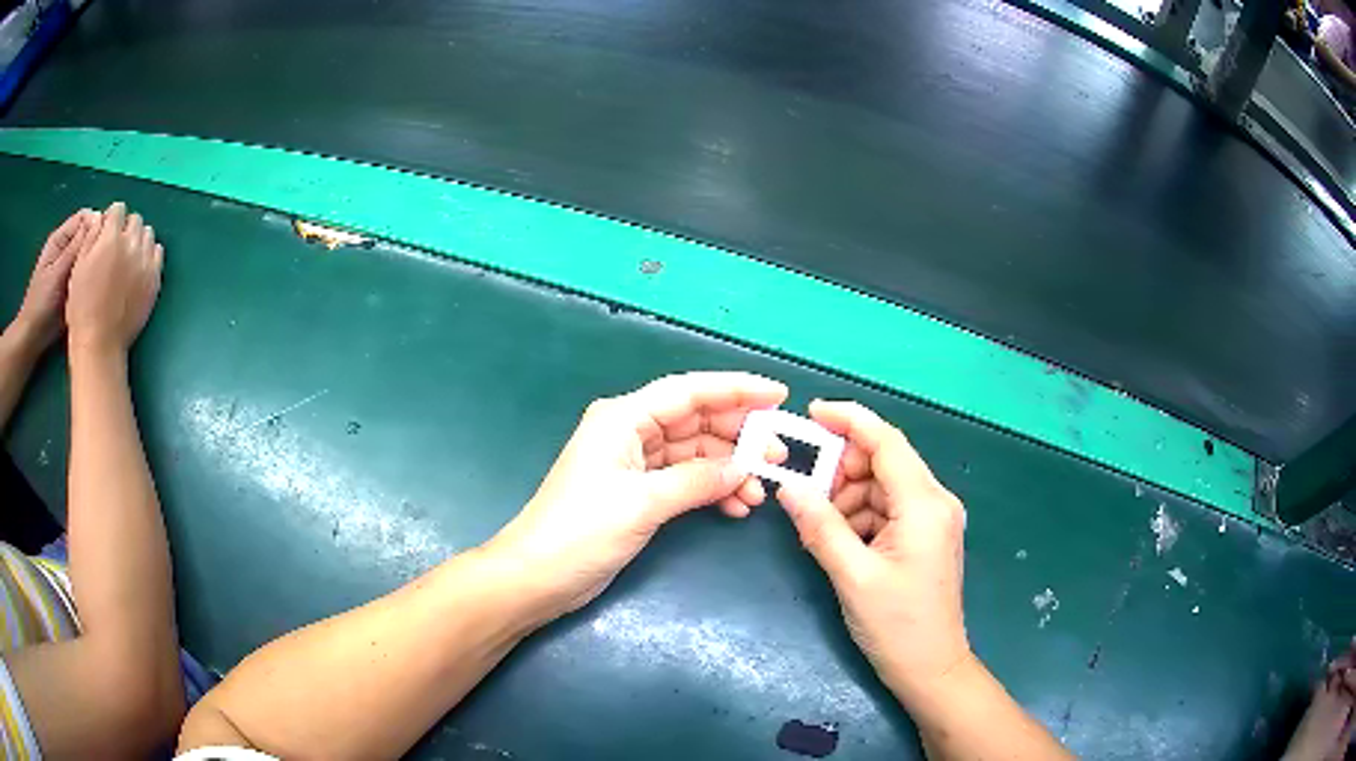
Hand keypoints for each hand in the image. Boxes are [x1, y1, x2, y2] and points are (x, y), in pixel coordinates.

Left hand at [9, 209, 99, 353]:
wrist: (32, 340)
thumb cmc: (40, 305)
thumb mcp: (56, 273)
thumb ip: (75, 247)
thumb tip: (98, 219)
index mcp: (61, 239)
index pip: (84, 217)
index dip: (96, 223)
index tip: (107, 238)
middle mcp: (66, 249)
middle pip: (87, 236)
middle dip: (97, 244)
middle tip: (107, 260)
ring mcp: (68, 270)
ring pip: (87, 257)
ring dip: (95, 264)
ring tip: (104, 275)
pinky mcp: (72, 289)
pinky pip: (85, 277)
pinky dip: (91, 280)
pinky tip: (97, 288)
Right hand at [66, 203, 163, 354]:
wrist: (100, 344)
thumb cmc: (82, 308)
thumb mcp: (78, 266)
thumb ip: (91, 236)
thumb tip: (101, 218)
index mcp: (111, 238)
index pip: (118, 209)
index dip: (110, 220)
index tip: (104, 235)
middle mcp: (131, 244)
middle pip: (134, 220)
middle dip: (124, 228)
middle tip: (114, 249)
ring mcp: (145, 262)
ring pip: (147, 234)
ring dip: (138, 240)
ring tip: (126, 258)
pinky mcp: (154, 279)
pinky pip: (158, 253)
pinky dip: (149, 254)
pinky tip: (138, 267)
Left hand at [486, 372, 787, 620]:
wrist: (538, 576)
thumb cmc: (582, 531)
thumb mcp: (642, 503)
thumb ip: (697, 481)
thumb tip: (744, 468)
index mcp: (623, 418)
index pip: (689, 391)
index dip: (736, 389)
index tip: (779, 395)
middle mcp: (630, 432)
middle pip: (696, 421)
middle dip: (739, 437)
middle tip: (779, 457)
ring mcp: (634, 464)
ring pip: (694, 454)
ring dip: (728, 470)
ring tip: (760, 493)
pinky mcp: (637, 493)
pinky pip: (684, 480)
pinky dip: (710, 490)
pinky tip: (736, 506)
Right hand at [777, 400, 971, 703]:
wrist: (931, 668)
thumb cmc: (897, 626)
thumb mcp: (853, 576)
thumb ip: (820, 527)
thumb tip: (787, 487)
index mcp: (925, 505)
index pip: (887, 442)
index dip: (849, 420)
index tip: (811, 412)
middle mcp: (935, 501)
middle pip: (884, 462)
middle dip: (843, 471)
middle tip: (806, 497)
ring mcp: (933, 519)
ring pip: (882, 487)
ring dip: (848, 500)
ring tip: (821, 532)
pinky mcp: (926, 536)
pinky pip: (887, 509)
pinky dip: (861, 517)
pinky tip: (841, 544)